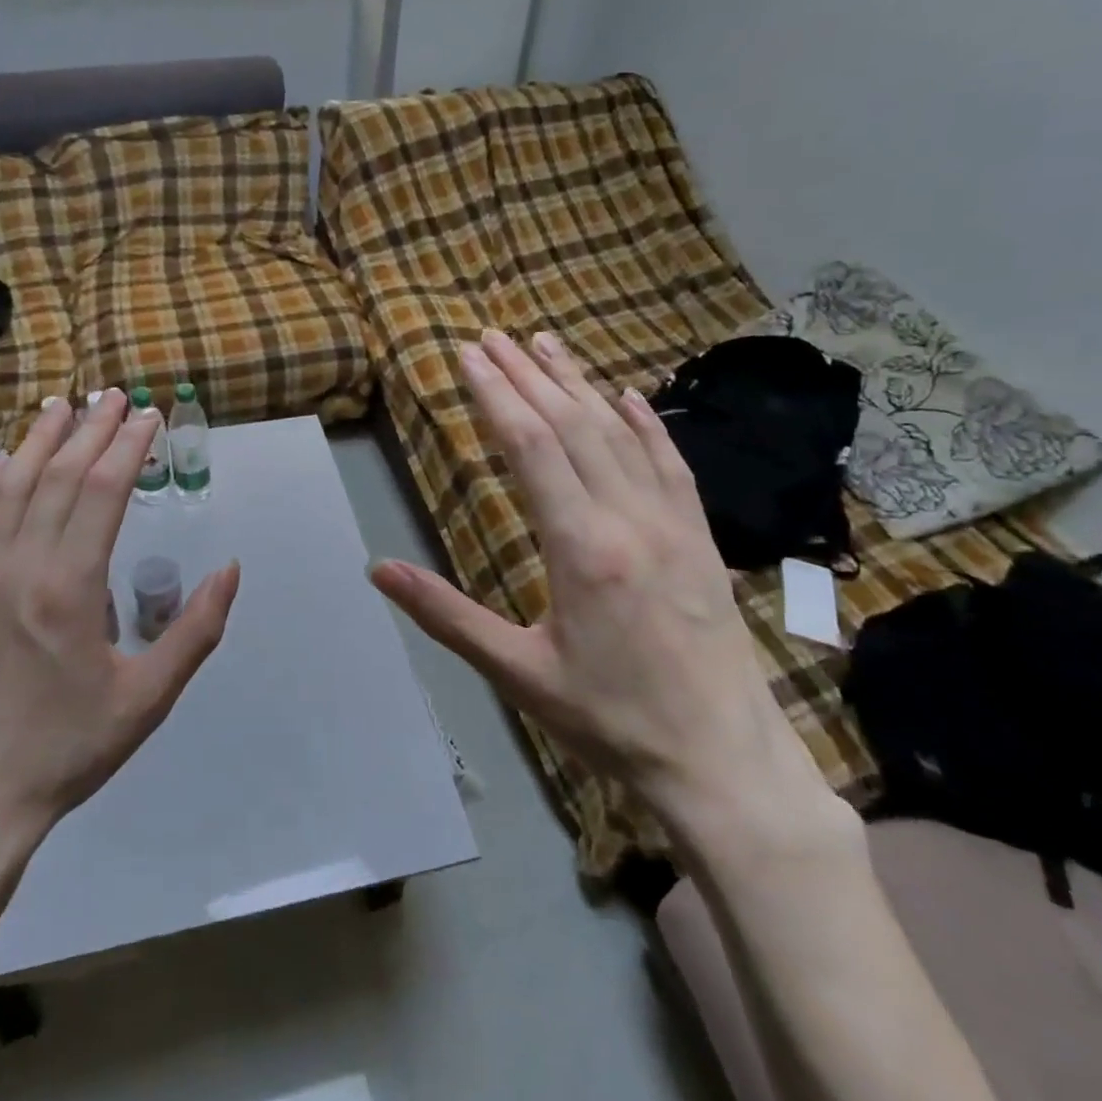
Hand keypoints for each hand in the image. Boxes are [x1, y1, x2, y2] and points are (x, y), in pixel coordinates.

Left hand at [0, 390, 241, 853]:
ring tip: (60, 405)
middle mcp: (19, 566)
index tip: (149, 416)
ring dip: (39, 440)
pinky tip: (5, 464)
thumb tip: (229, 570)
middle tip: (114, 395)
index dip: (128, 446)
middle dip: (91, 429)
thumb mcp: (148, 700)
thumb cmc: (66, 749)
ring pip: (10, 487)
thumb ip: (196, 631)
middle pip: (58, 476)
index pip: (102, 492)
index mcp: (69, 588)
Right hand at [370, 329, 829, 838]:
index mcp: (581, 547)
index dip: (495, 394)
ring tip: (545, 344)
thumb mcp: (517, 673)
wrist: (723, 764)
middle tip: (492, 336)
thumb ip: (446, 615)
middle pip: (571, 425)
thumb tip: (378, 569)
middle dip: (527, 375)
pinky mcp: (699, 538)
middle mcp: (629, 519)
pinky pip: (670, 463)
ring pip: (619, 433)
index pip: (530, 446)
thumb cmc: (610, 721)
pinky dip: (645, 423)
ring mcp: (672, 523)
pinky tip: (628, 396)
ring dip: (578, 383)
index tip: (468, 356)